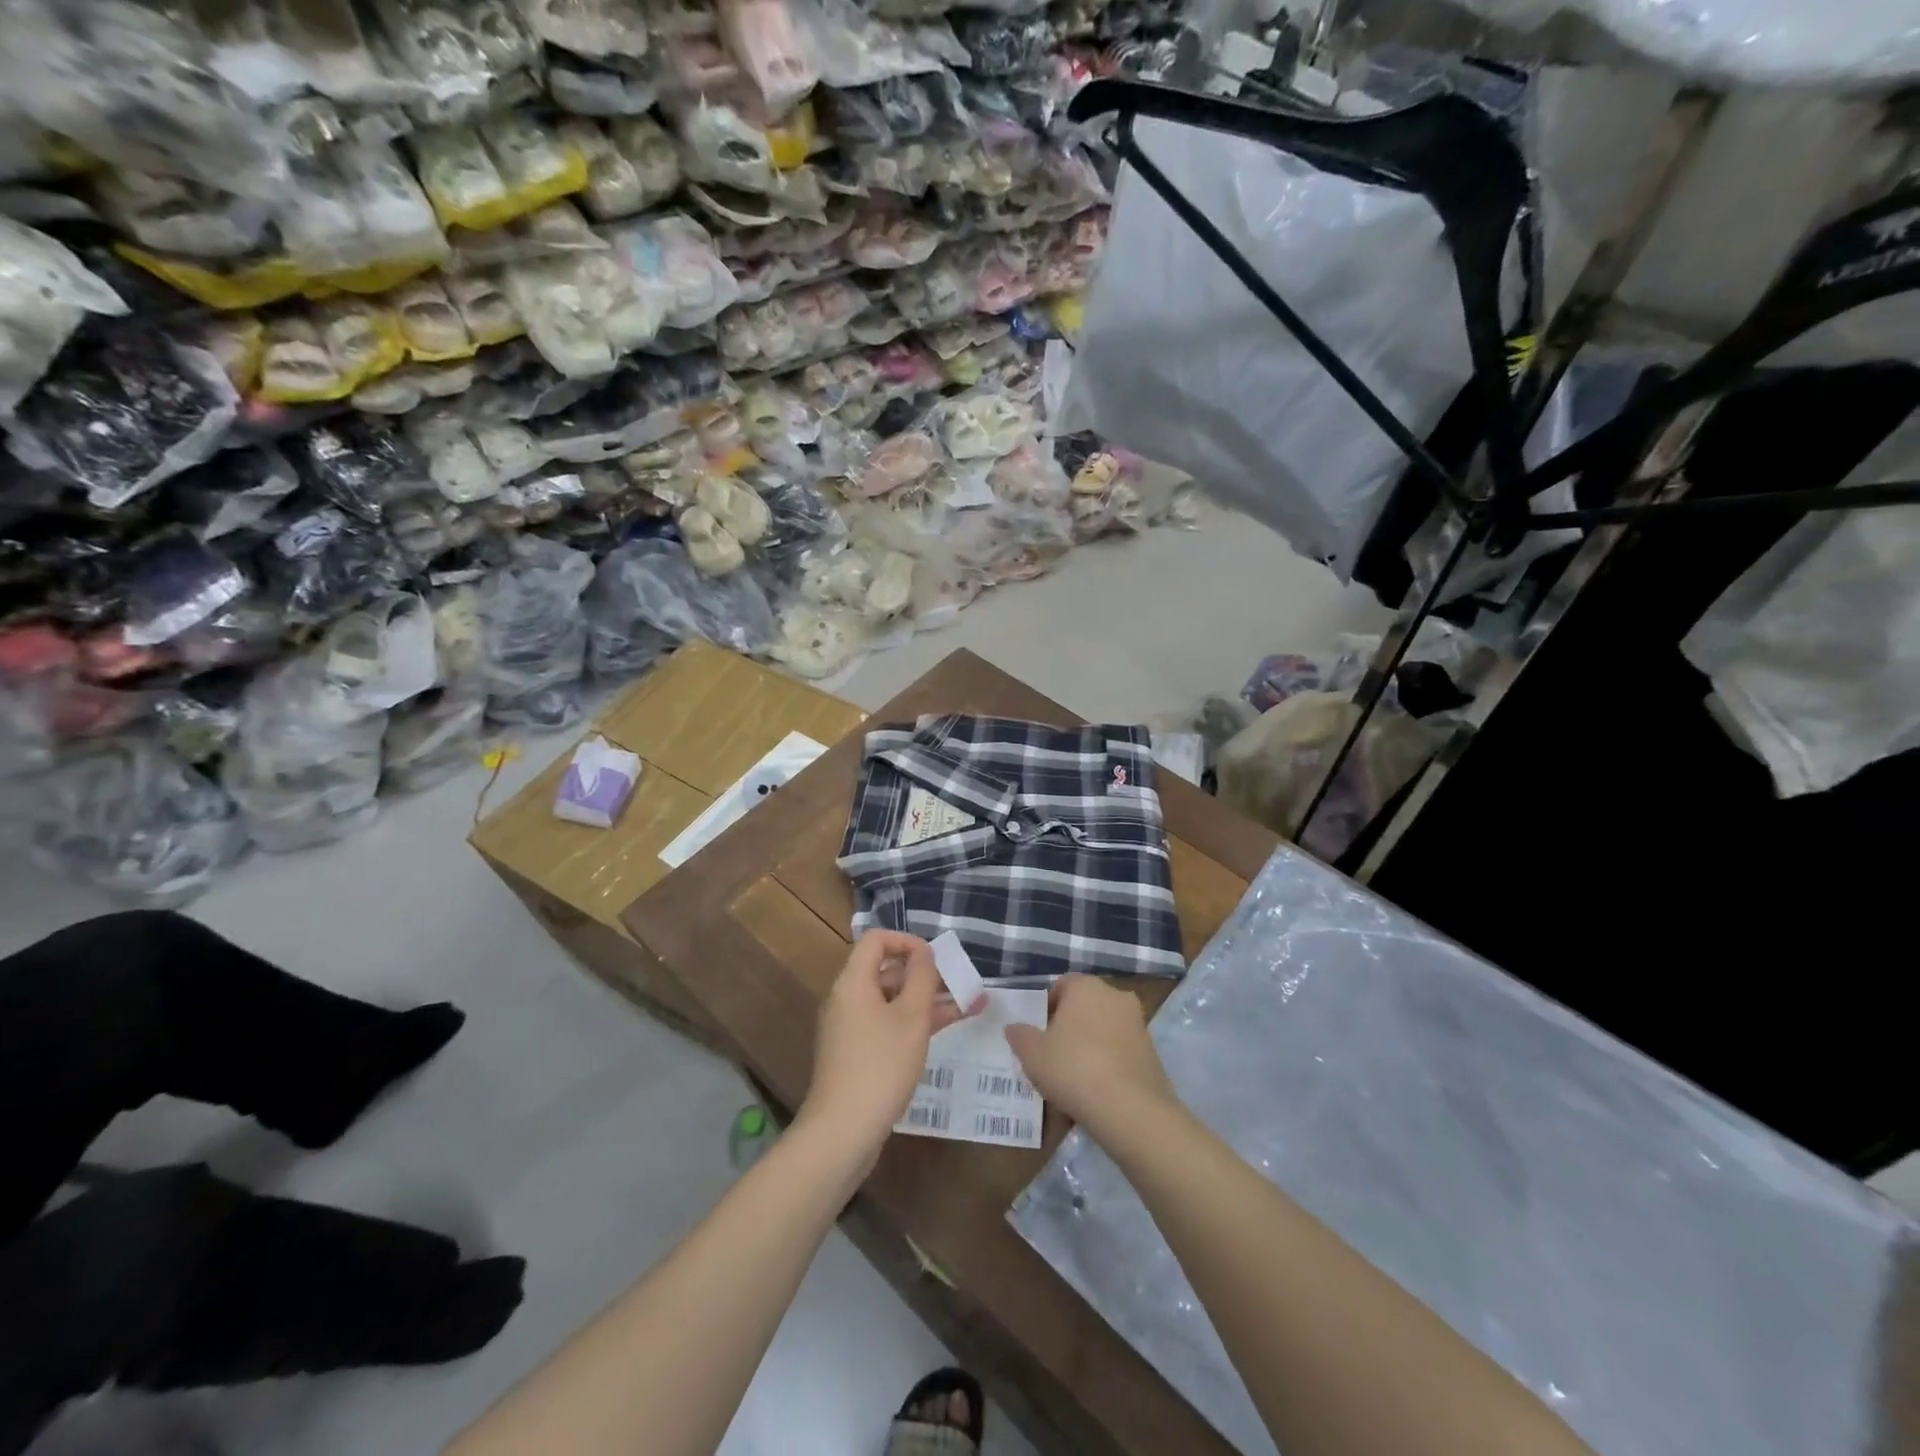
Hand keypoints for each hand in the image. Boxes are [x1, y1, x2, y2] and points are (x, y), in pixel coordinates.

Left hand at [801, 931, 980, 1152]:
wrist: (843, 1132)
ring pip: (892, 1002)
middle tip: (961, 982)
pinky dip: (915, 1023)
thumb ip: (921, 978)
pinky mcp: (857, 1055)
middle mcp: (847, 999)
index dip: (907, 941)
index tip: (935, 958)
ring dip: (928, 1000)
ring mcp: (851, 1029)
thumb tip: (924, 952)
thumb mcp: (911, 1017)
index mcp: (853, 982)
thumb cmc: (881, 1065)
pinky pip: (888, 1025)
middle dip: (926, 975)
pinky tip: (947, 1029)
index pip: (876, 940)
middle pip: (886, 971)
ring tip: (971, 1004)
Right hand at [1004, 973, 1175, 1135]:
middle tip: (1053, 1055)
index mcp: (1086, 987)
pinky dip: (1108, 1064)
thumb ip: (1020, 1036)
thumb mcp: (1032, 1054)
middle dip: (1069, 1027)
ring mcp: (1138, 1023)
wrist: (1130, 1109)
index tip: (1038, 1034)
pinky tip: (1096, 1091)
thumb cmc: (1073, 1068)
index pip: (1061, 986)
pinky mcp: (1152, 1052)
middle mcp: (1115, 996)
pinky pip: (1120, 1052)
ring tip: (1073, 1078)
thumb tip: (1014, 1028)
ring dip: (1090, 1046)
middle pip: (1084, 1007)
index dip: (1046, 1009)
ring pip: (1104, 1030)